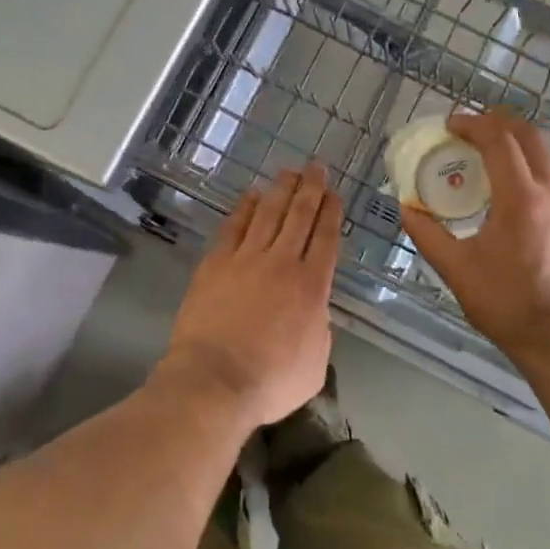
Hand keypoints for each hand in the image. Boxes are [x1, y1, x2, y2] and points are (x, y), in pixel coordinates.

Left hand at [160, 165, 341, 427]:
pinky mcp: (215, 263)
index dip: (331, 212)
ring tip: (289, 172)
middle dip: (311, 189)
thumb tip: (314, 311)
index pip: (325, 238)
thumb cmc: (270, 381)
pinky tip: (251, 195)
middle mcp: (281, 263)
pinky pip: (234, 227)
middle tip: (317, 167)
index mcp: (311, 286)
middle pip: (299, 216)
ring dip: (281, 190)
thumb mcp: (315, 363)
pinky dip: (244, 208)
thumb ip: (319, 328)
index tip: (334, 193)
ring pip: (268, 213)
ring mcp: (246, 259)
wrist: (214, 380)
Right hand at [399, 111, 549, 357]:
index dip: (472, 124)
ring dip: (513, 142)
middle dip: (497, 122)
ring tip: (483, 153)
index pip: (499, 140)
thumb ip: (427, 234)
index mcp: (520, 199)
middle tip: (467, 129)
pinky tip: (505, 186)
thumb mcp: (456, 268)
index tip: (448, 125)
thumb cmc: (505, 302)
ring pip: (543, 154)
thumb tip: (406, 208)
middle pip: (528, 135)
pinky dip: (525, 164)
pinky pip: (549, 175)